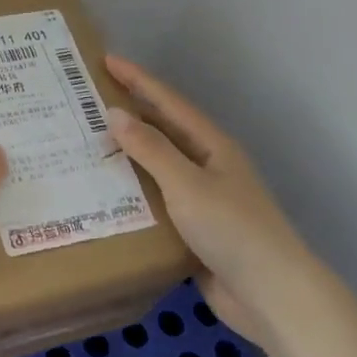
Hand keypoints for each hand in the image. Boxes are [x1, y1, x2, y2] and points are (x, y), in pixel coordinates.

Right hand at [105, 53, 326, 346]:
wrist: (270, 296)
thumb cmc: (232, 230)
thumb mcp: (187, 184)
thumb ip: (150, 149)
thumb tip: (114, 113)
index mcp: (212, 146)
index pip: (168, 103)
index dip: (138, 80)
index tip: (105, 60)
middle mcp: (207, 166)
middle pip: (162, 132)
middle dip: (128, 116)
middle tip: (86, 103)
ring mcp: (201, 199)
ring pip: (156, 168)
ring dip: (126, 156)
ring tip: (85, 146)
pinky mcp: (192, 230)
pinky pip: (155, 201)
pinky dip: (130, 194)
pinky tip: (103, 195)